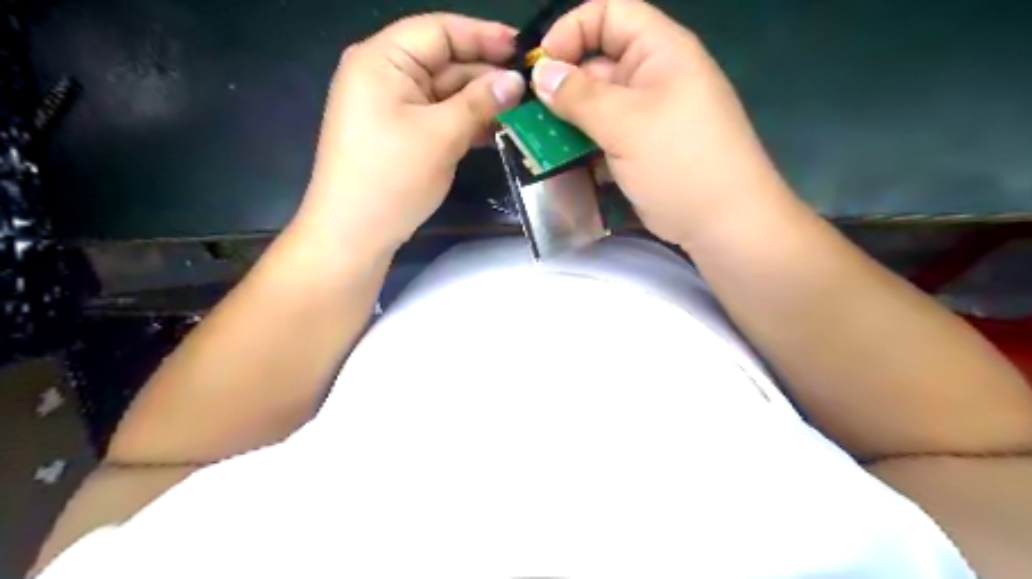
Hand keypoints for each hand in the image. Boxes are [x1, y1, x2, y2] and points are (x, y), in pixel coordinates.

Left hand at [296, 14, 524, 255]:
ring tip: (521, 111)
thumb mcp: (440, 135)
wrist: (354, 234)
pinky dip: (465, 123)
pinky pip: (438, 117)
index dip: (484, 36)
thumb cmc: (391, 178)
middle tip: (530, 89)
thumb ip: (480, 102)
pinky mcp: (401, 134)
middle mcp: (385, 75)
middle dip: (486, 75)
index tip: (523, 50)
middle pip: (444, 62)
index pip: (440, 31)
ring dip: (480, 102)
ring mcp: (392, 107)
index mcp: (383, 59)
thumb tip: (515, 80)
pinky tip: (496, 130)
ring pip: (445, 93)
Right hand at [537, 0, 791, 245]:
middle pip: (596, 64)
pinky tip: (558, 161)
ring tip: (537, 142)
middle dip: (561, 85)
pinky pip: (601, 137)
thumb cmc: (680, 161)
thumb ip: (580, 96)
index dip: (572, 30)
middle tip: (528, 115)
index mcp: (659, 52)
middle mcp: (651, 78)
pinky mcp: (636, 150)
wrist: (721, 224)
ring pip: (594, 106)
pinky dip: (579, 146)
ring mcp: (644, 118)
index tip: (541, 65)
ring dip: (566, 122)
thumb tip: (541, 74)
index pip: (609, 15)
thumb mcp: (627, 123)